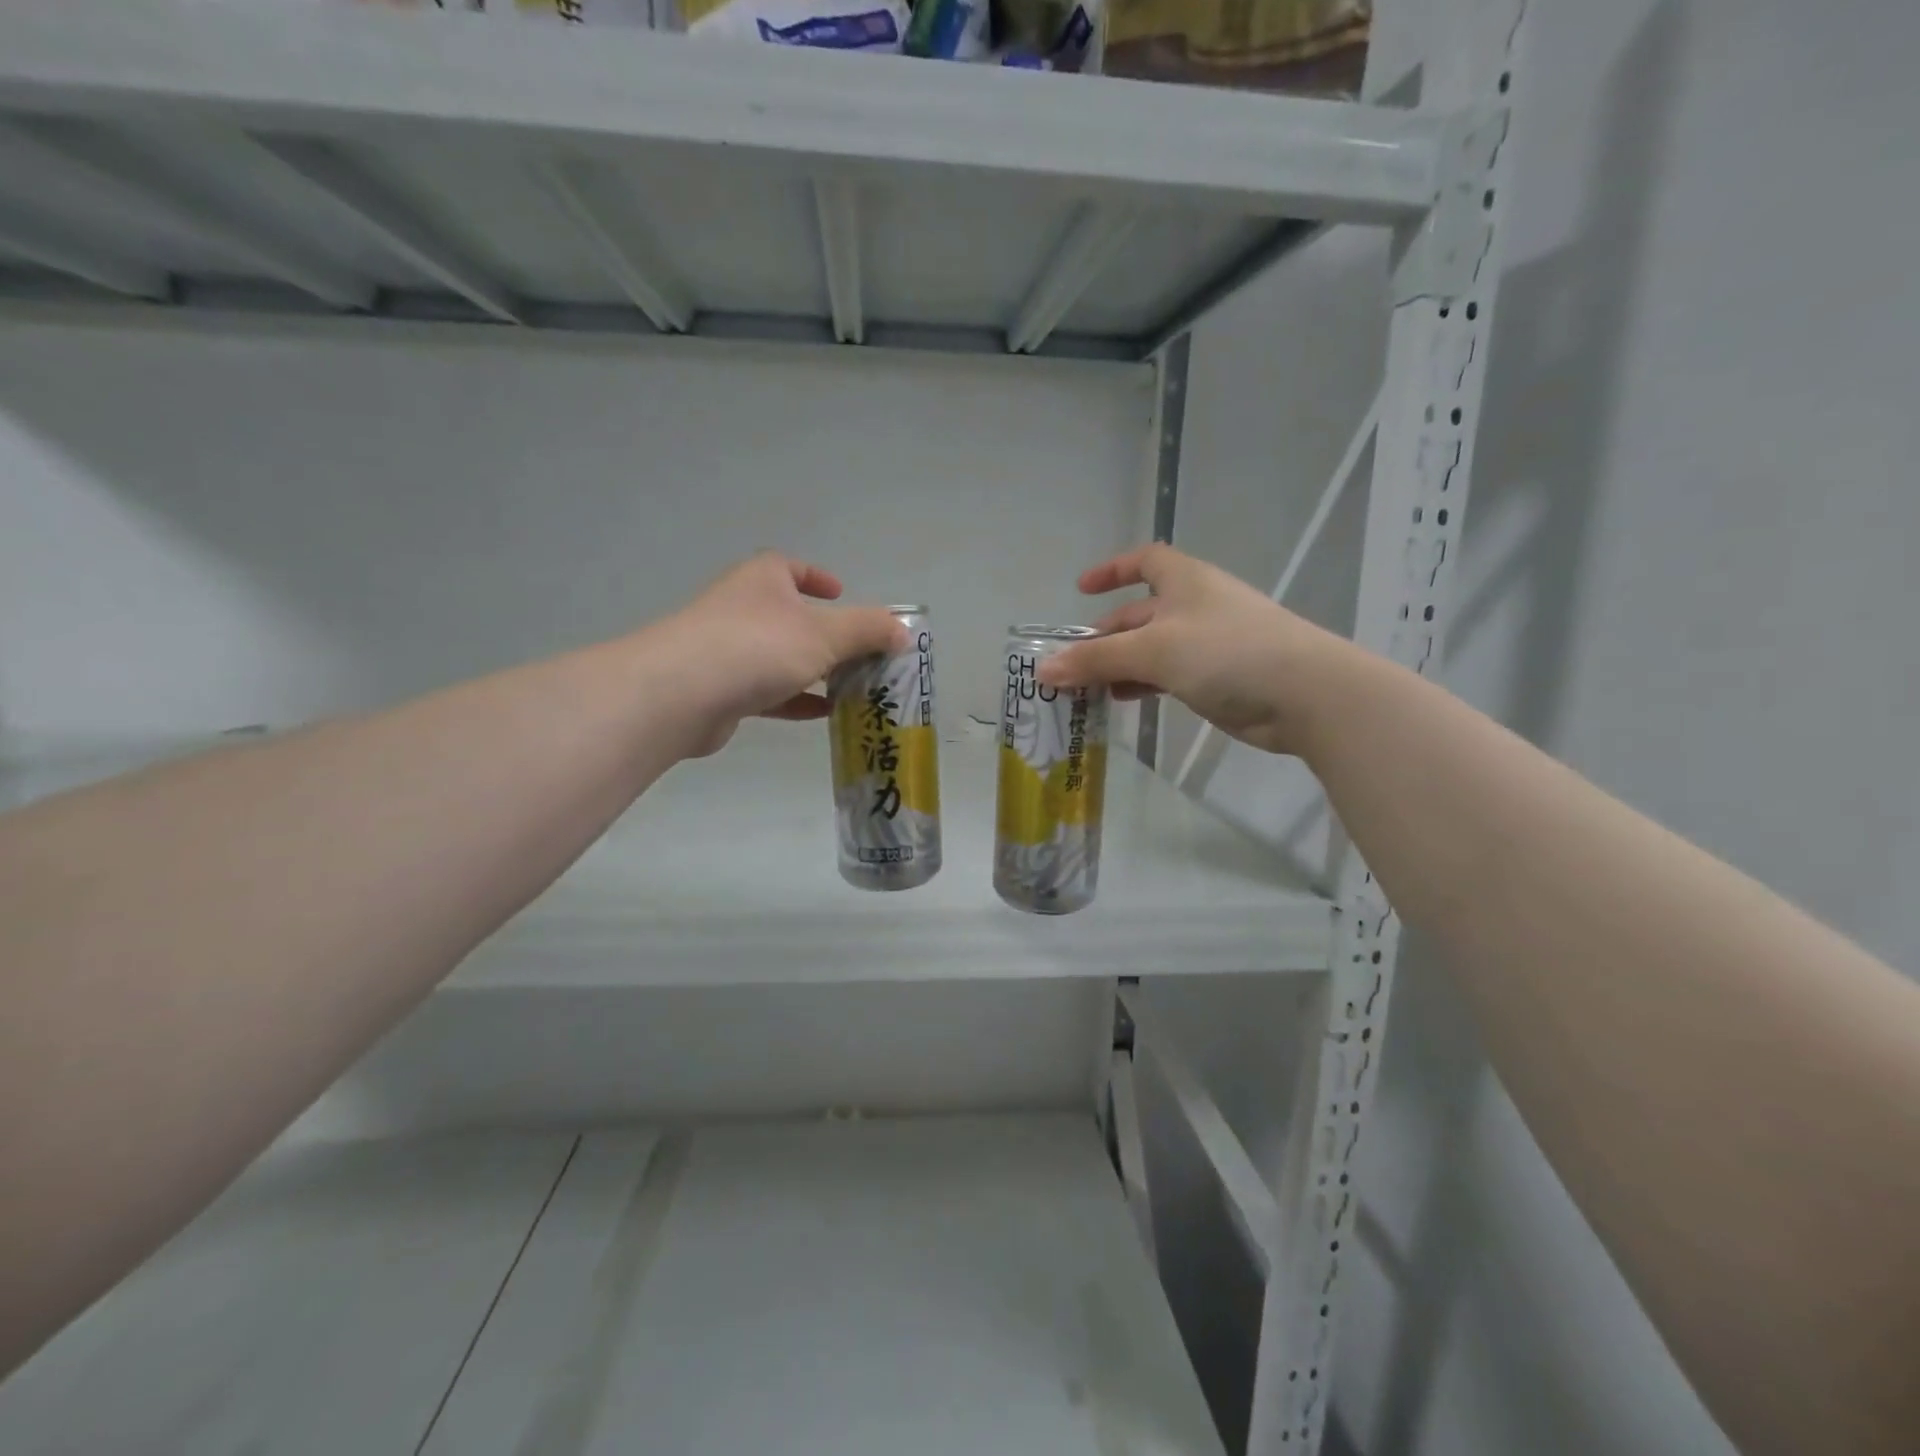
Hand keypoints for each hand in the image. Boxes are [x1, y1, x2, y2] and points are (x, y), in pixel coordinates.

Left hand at [653, 552, 905, 757]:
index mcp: (764, 580)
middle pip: (791, 616)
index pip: (790, 568)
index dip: (817, 577)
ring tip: (852, 687)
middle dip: (826, 634)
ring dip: (814, 670)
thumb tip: (903, 632)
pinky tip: (823, 713)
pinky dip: (796, 699)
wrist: (682, 693)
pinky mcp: (722, 690)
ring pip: (781, 656)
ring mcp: (728, 650)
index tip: (840, 592)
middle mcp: (743, 608)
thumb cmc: (759, 646)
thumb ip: (868, 631)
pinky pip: (769, 690)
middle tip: (861, 653)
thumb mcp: (827, 634)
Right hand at [1037, 543, 1349, 758]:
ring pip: (1151, 648)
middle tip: (1071, 662)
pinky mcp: (1217, 677)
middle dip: (1105, 635)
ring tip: (1087, 688)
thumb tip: (1044, 669)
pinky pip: (1168, 674)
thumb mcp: (1152, 651)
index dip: (1112, 570)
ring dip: (1119, 664)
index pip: (1144, 561)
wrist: (1303, 694)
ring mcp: (1208, 642)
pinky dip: (1142, 683)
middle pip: (1139, 613)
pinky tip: (1122, 700)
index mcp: (1184, 581)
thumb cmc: (1226, 652)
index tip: (1082, 589)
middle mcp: (1194, 606)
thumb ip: (1096, 660)